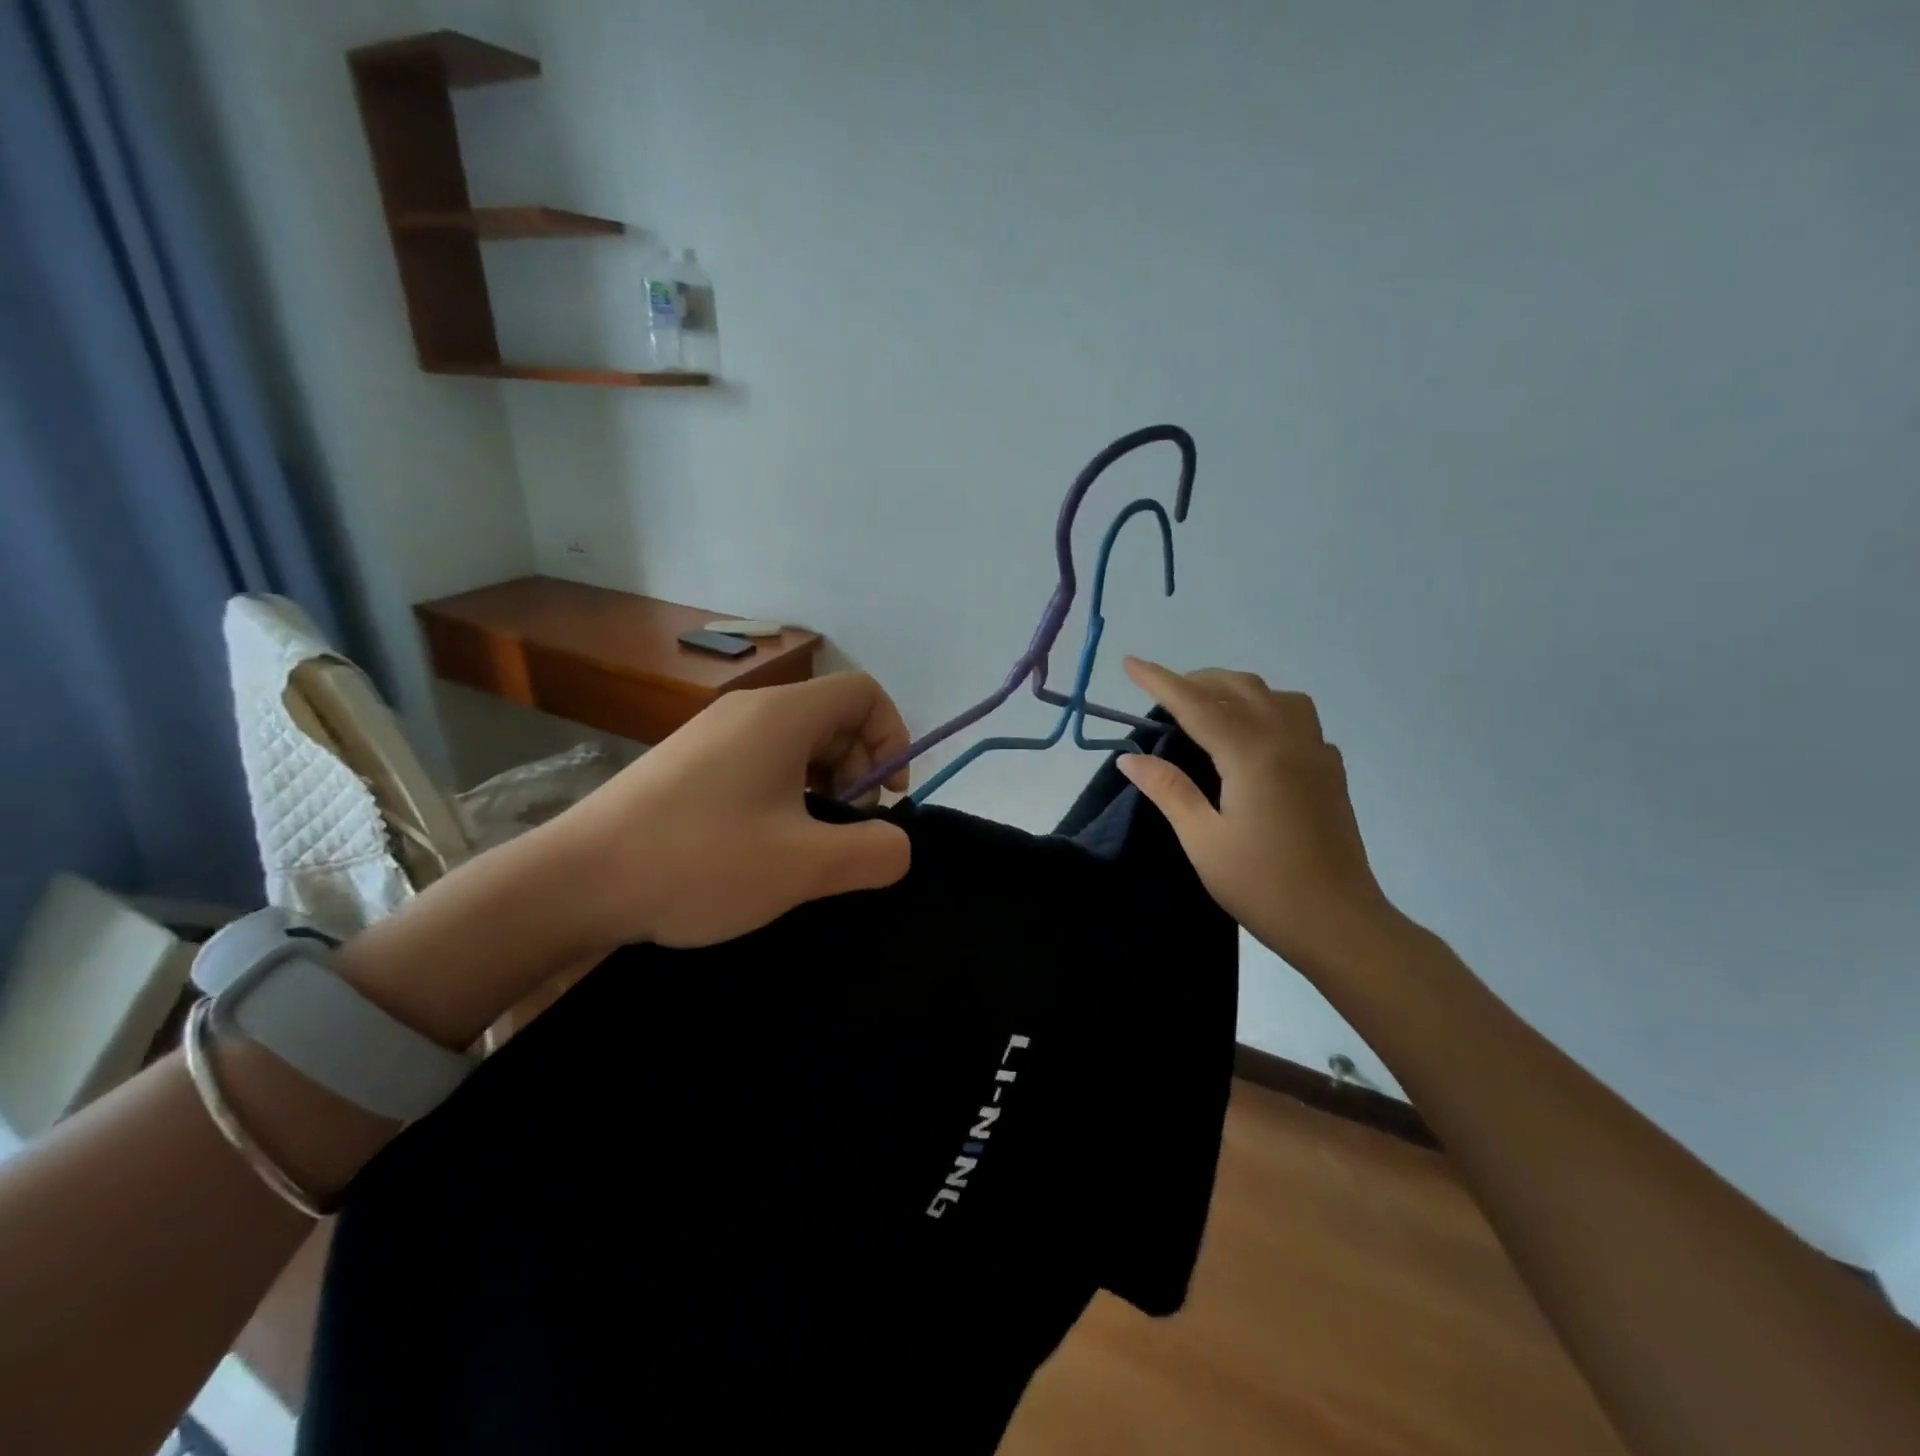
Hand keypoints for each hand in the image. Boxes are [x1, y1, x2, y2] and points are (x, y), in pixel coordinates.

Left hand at [529, 672, 912, 951]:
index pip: (865, 692)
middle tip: (844, 829)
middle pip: (833, 716)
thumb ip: (873, 852)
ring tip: (804, 842)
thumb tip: (896, 843)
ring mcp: (713, 733)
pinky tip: (762, 842)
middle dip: (858, 769)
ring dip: (821, 785)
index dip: (892, 739)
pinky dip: (783, 791)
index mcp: (782, 716)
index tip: (883, 799)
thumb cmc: (699, 863)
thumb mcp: (802, 867)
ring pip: (796, 741)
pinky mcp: (688, 761)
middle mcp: (749, 710)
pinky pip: (760, 759)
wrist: (574, 881)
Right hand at [1115, 657, 1399, 975]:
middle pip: (1240, 688)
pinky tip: (1253, 739)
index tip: (1129, 662)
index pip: (1196, 704)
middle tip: (1163, 694)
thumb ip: (1168, 789)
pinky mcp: (1331, 771)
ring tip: (1208, 708)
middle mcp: (1288, 740)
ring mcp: (1316, 753)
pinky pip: (1299, 719)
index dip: (1160, 681)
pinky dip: (1267, 711)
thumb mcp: (1202, 839)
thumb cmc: (1262, 885)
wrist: (1338, 922)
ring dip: (1237, 690)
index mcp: (1252, 754)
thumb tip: (1130, 757)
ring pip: (1276, 696)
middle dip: (1198, 680)